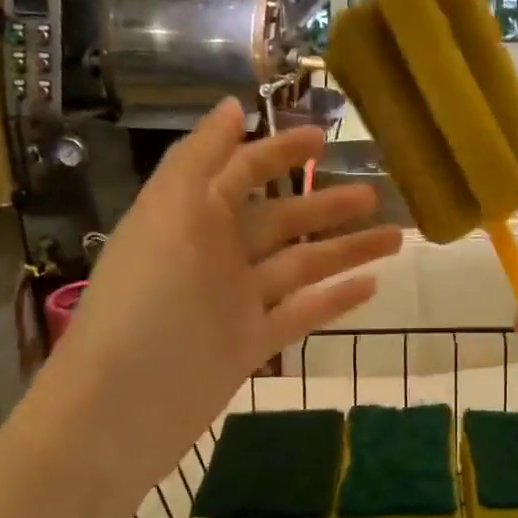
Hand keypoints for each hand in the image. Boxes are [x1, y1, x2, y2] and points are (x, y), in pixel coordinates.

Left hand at [40, 101, 401, 484]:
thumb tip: (232, 107)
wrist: (121, 410)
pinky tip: (372, 286)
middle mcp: (215, 255)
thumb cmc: (146, 303)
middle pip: (281, 220)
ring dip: (346, 250)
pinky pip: (301, 314)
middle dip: (326, 204)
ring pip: (301, 266)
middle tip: (375, 193)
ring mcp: (236, 303)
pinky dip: (335, 300)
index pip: (241, 172)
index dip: (279, 152)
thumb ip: (201, 160)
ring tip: (396, 237)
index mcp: (190, 218)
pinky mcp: (250, 345)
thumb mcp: (168, 216)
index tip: (324, 139)